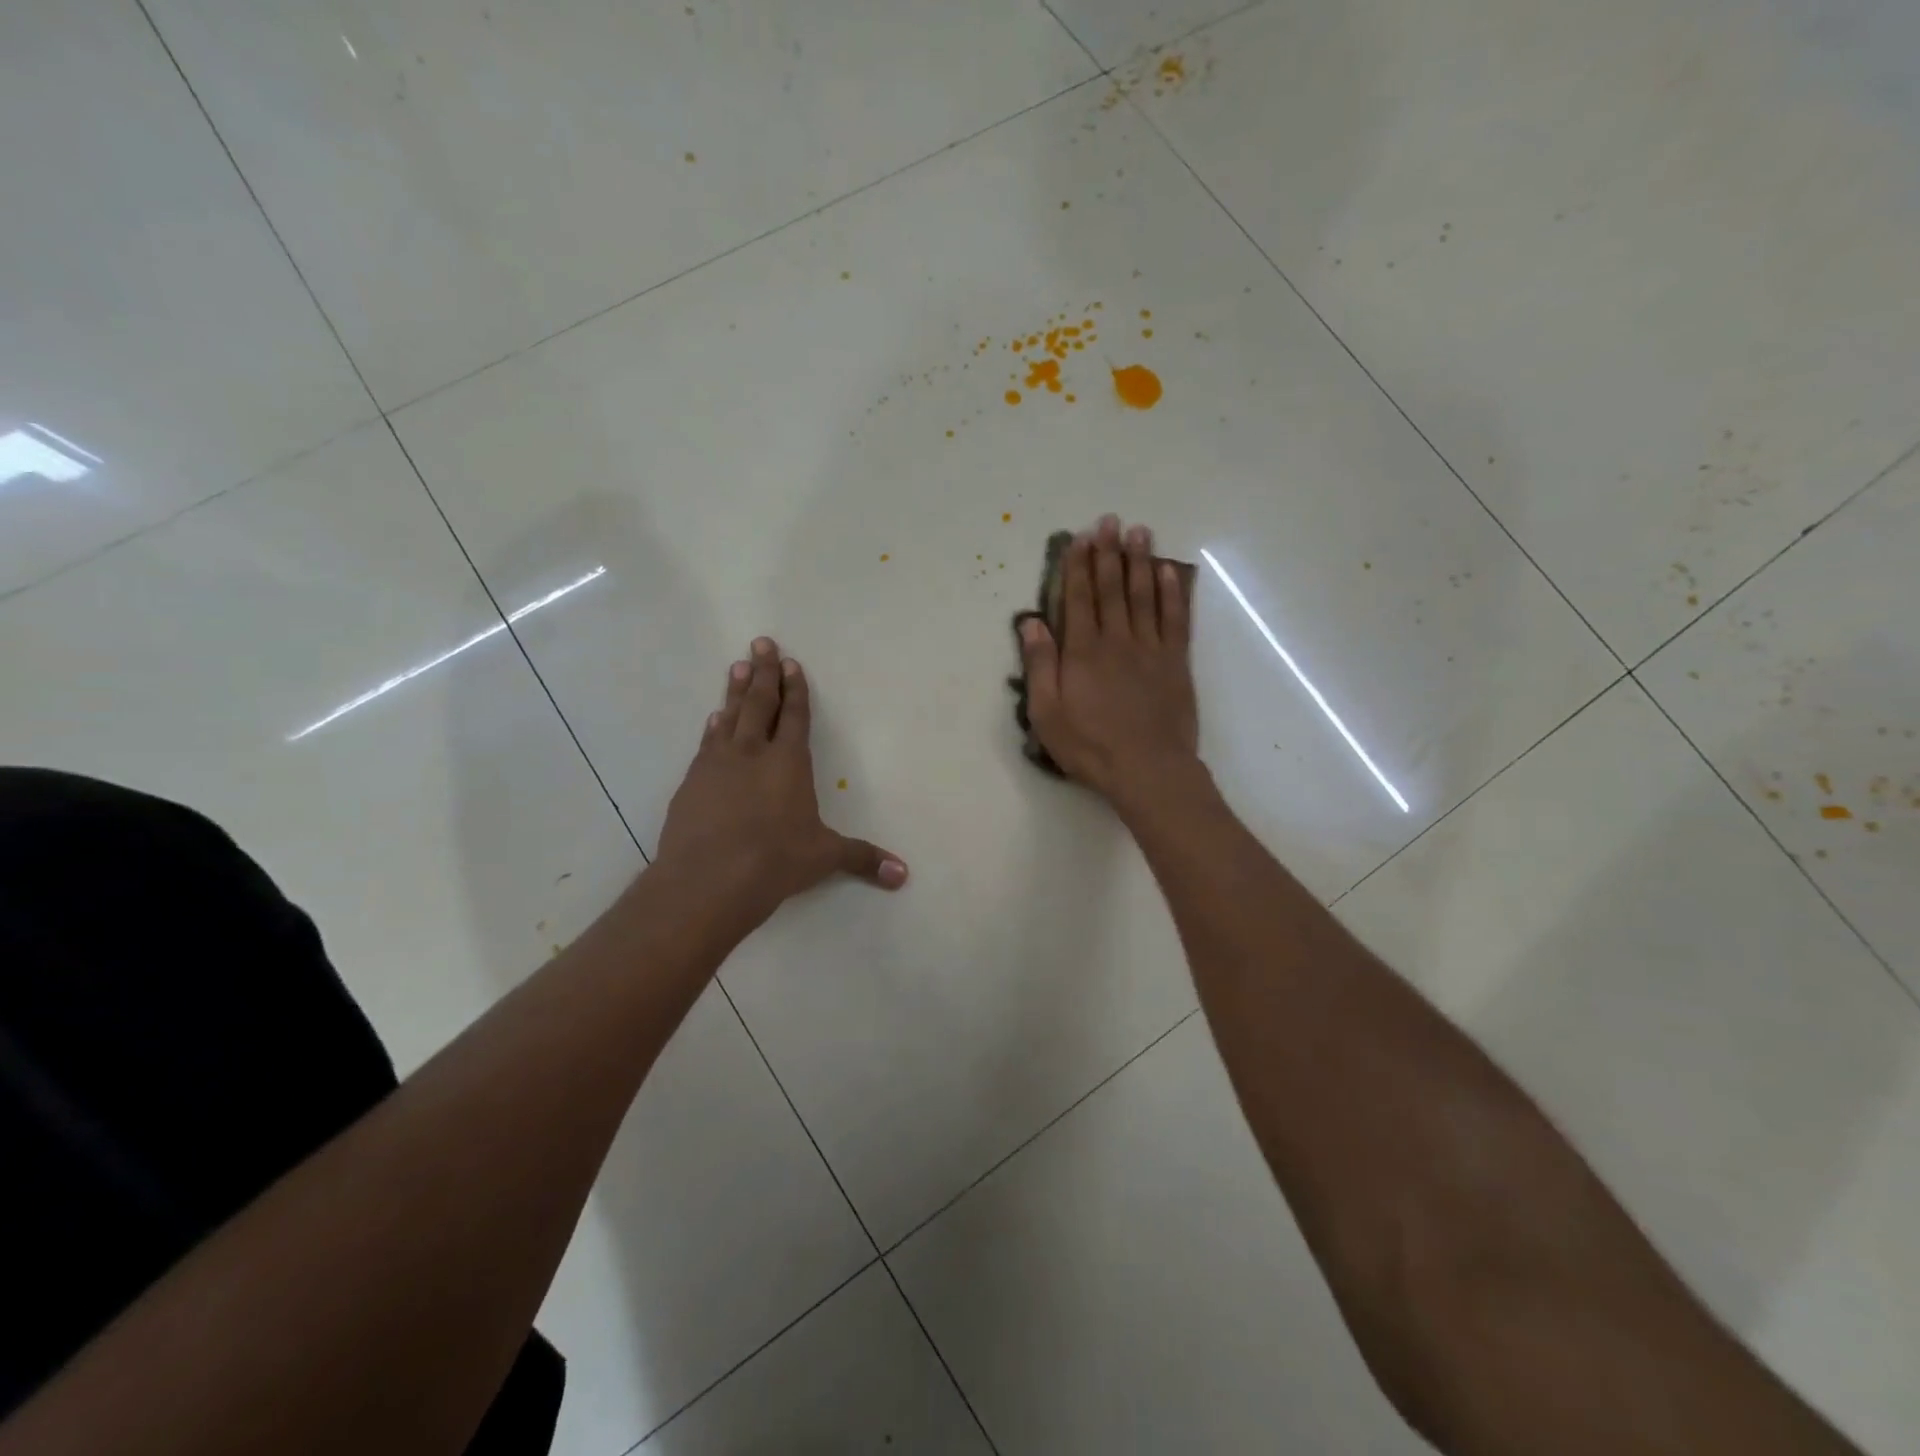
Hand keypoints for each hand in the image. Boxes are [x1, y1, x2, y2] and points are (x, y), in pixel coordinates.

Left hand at [655, 637, 906, 934]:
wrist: (708, 880)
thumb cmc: (775, 862)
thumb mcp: (824, 857)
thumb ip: (862, 859)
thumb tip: (903, 875)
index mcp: (789, 763)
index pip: (796, 717)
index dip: (796, 689)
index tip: (791, 663)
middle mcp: (753, 753)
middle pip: (760, 703)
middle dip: (764, 672)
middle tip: (761, 643)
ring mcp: (717, 764)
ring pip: (730, 716)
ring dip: (736, 691)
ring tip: (737, 667)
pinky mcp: (691, 782)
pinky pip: (706, 743)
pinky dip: (713, 727)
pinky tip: (713, 719)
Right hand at [1018, 516, 1199, 805]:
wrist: (1149, 769)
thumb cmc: (1091, 746)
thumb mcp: (1047, 714)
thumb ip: (1040, 666)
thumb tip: (1031, 623)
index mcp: (1083, 652)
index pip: (1078, 599)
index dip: (1078, 566)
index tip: (1079, 538)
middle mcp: (1117, 640)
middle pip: (1112, 588)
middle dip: (1108, 553)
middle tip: (1109, 521)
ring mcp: (1151, 648)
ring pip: (1144, 595)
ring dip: (1140, 561)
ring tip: (1139, 531)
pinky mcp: (1176, 662)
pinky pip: (1175, 619)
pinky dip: (1172, 592)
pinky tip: (1169, 572)